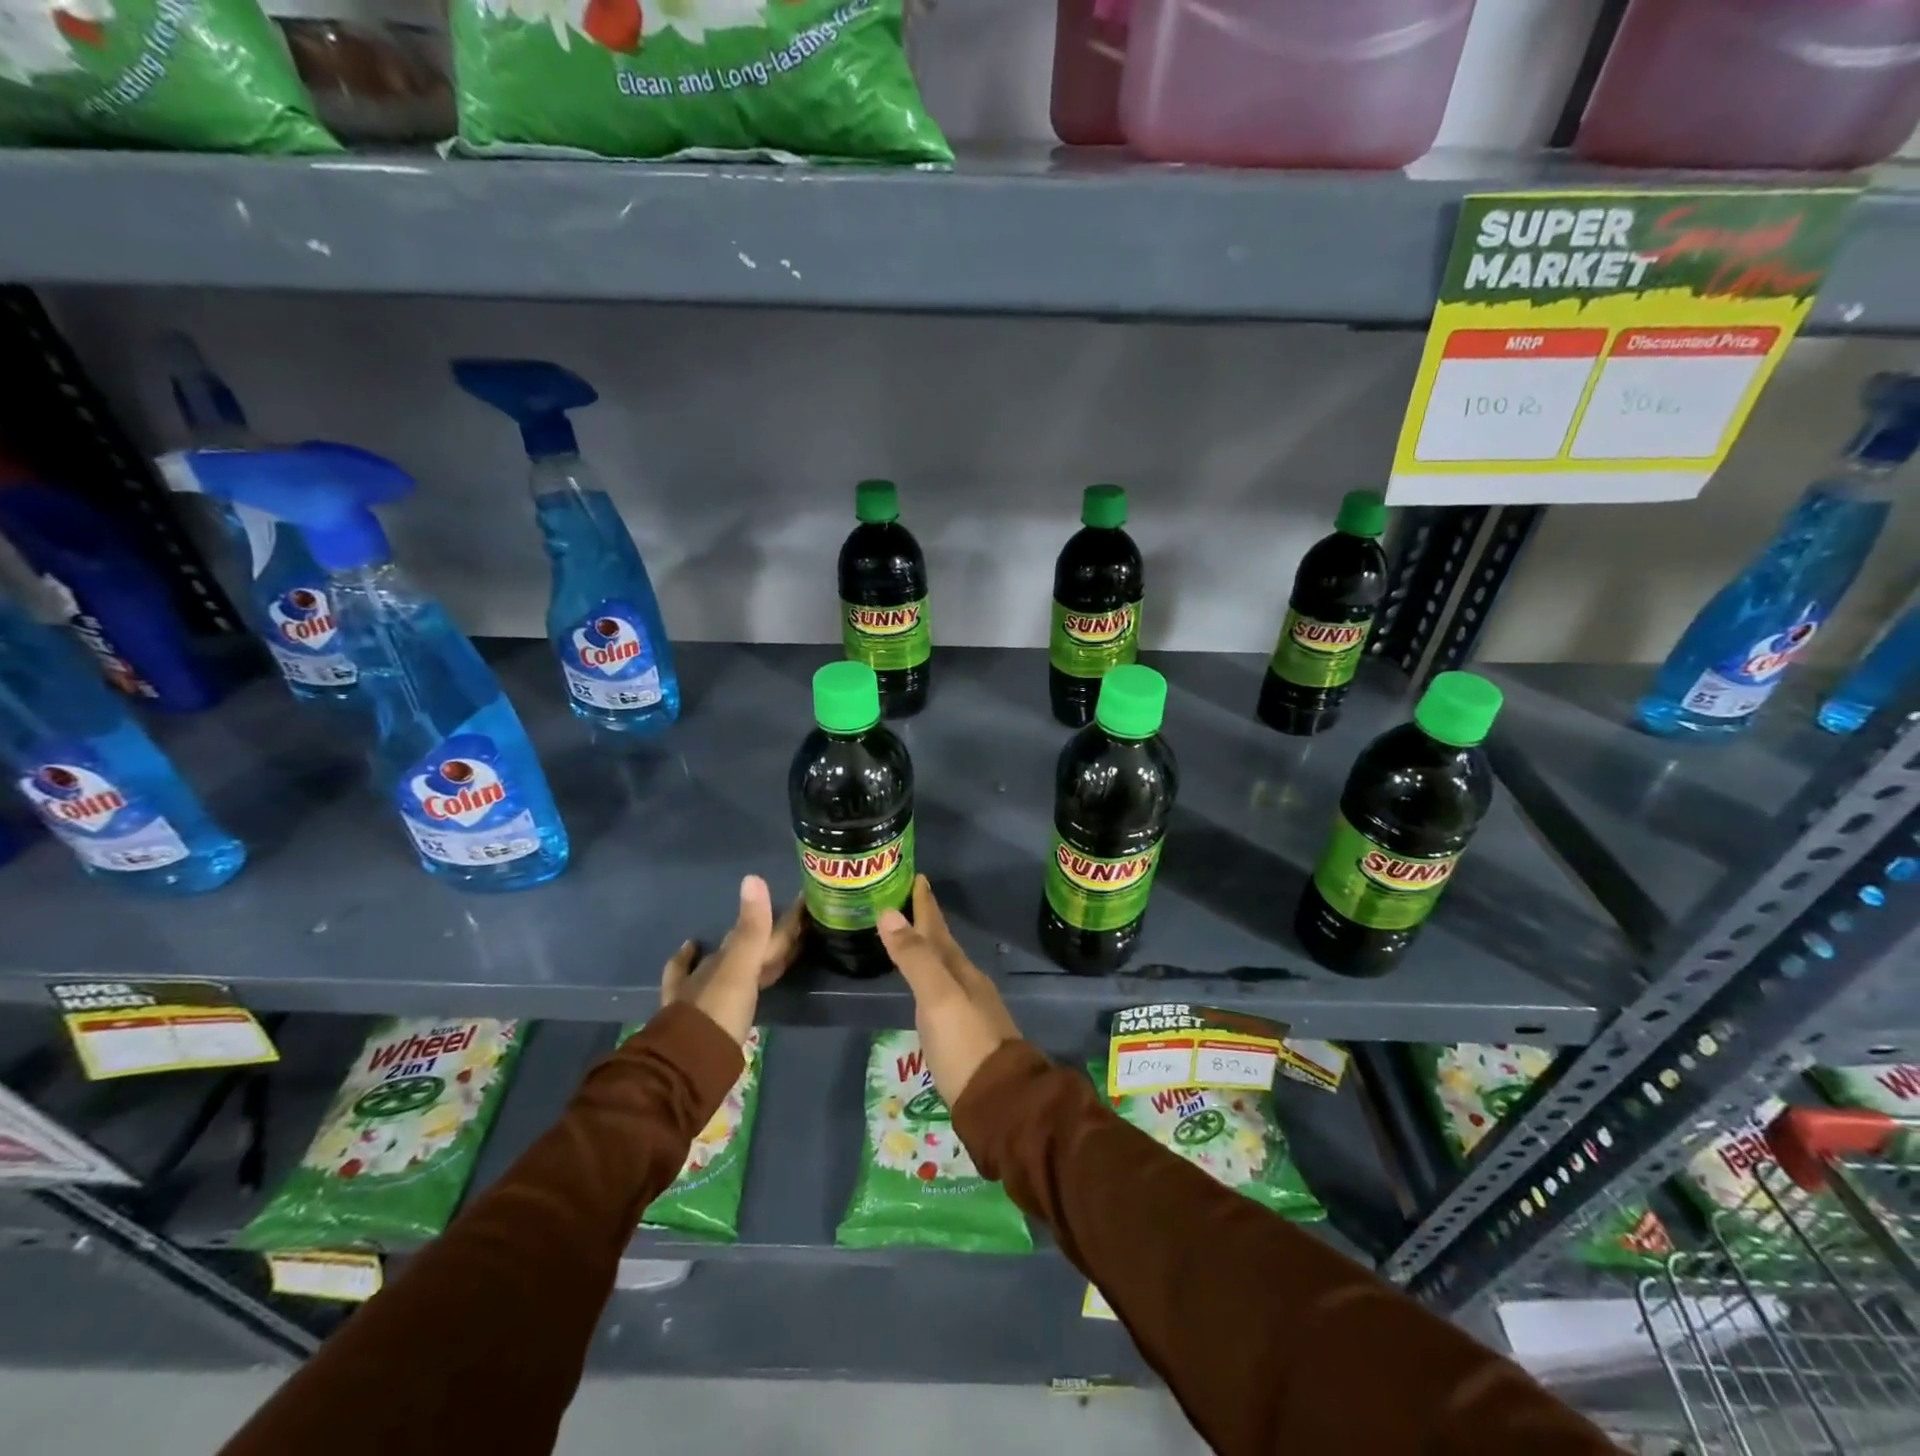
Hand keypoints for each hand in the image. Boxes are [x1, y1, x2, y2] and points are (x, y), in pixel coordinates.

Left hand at [661, 875, 803, 1044]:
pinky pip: (686, 976)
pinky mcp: (693, 1012)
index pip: (763, 931)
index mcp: (731, 959)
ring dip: (744, 948)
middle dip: (766, 931)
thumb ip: (752, 930)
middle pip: (745, 945)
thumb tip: (753, 877)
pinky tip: (691, 948)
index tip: (805, 901)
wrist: (685, 1066)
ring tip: (758, 937)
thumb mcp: (740, 972)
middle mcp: (714, 969)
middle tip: (792, 922)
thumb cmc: (718, 1016)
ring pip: (727, 961)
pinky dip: (688, 959)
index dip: (786, 919)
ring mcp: (701, 990)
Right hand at [878, 876, 1019, 1108]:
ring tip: (911, 939)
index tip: (918, 877)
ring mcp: (969, 1009)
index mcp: (960, 970)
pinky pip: (943, 992)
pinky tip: (926, 989)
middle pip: (942, 945)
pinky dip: (930, 979)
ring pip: (944, 968)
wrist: (1001, 1101)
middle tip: (905, 903)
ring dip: (927, 950)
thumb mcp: (937, 998)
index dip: (925, 904)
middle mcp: (967, 983)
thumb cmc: (965, 1044)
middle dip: (924, 923)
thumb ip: (914, 958)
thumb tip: (888, 913)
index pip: (937, 928)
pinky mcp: (965, 1034)